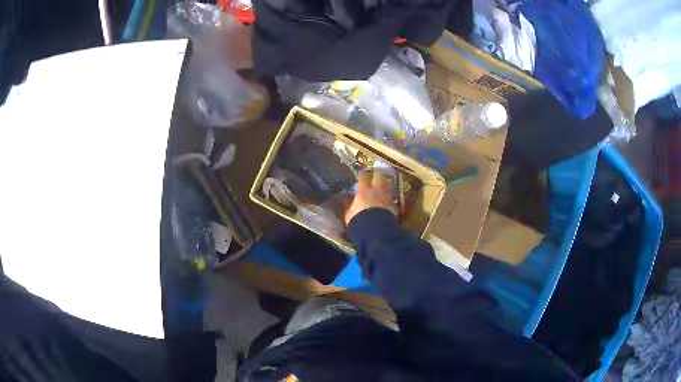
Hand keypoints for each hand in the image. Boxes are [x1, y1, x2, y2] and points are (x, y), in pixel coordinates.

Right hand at [345, 170, 394, 225]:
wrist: (376, 231)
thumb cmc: (359, 221)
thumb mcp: (349, 214)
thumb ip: (350, 206)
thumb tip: (348, 202)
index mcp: (363, 191)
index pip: (363, 177)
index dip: (362, 173)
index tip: (361, 172)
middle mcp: (376, 190)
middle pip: (379, 176)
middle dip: (377, 175)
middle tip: (374, 176)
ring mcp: (386, 197)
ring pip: (387, 185)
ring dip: (384, 185)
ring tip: (381, 187)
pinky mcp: (394, 205)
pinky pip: (390, 197)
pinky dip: (388, 196)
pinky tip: (386, 199)